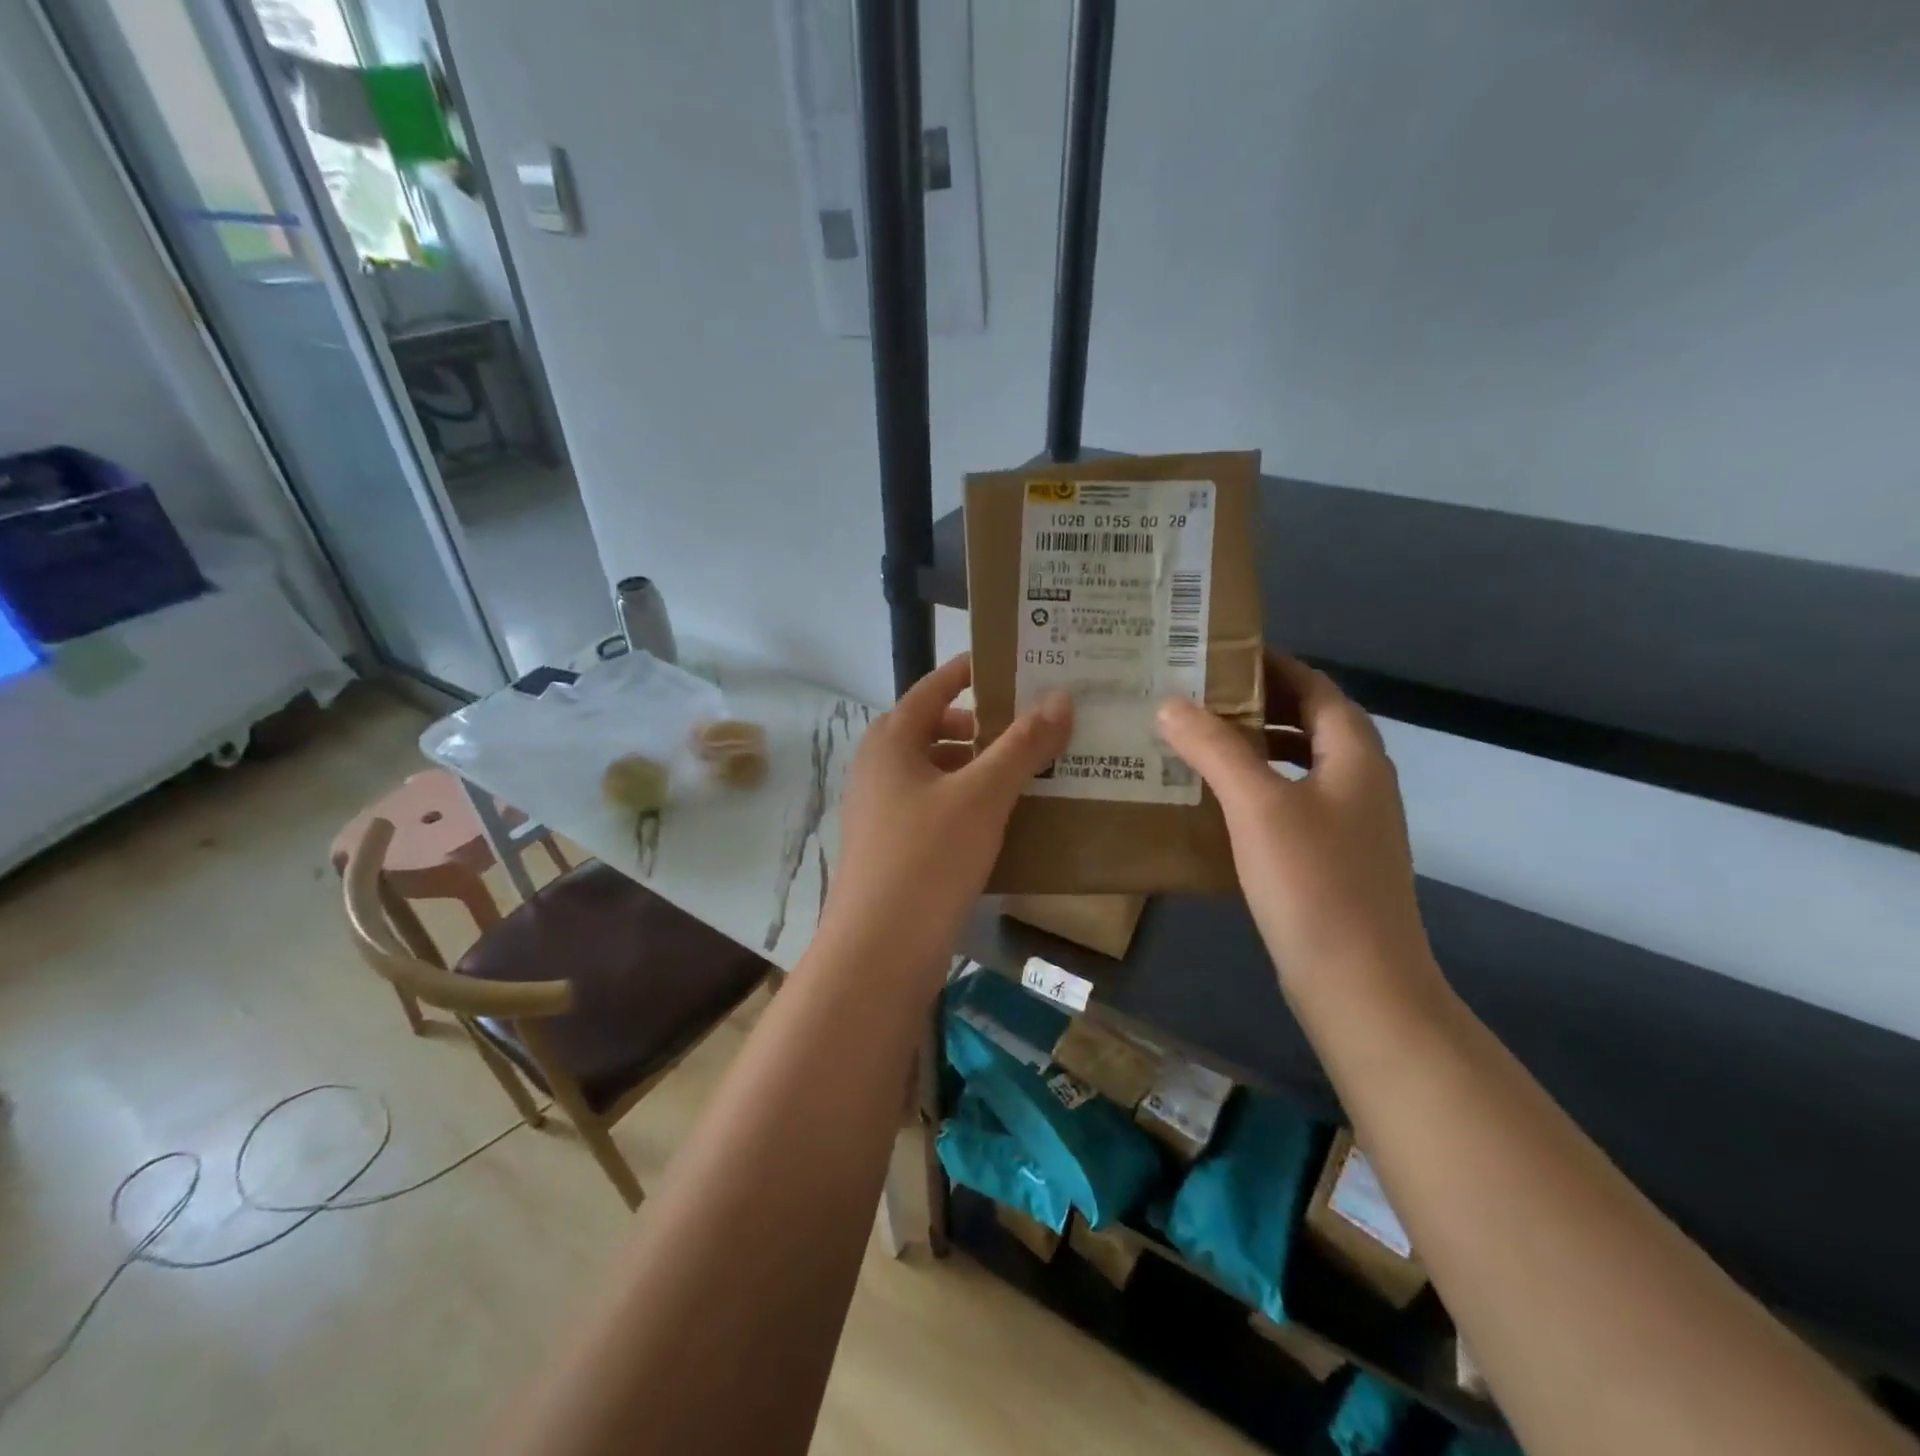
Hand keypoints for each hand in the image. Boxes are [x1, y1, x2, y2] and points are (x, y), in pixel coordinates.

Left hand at [823, 654, 1071, 977]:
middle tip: (1032, 725)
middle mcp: (880, 768)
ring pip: (937, 772)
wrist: (879, 950)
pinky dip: (967, 802)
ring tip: (1028, 771)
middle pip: (935, 729)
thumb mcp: (982, 795)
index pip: (933, 687)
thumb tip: (1061, 698)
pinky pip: (935, 808)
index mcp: (891, 741)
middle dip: (982, 725)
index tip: (1013, 664)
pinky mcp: (893, 848)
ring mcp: (882, 810)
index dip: (970, 671)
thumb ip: (1021, 746)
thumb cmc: (927, 857)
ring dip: (978, 767)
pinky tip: (1003, 818)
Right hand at [1156, 652, 1431, 985]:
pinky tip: (1216, 804)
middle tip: (1194, 696)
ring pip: (1298, 764)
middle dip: (1256, 704)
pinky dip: (1257, 788)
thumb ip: (1216, 747)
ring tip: (1196, 742)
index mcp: (1354, 755)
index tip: (1217, 656)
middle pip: (1309, 722)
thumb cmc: (1313, 883)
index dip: (1272, 666)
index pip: (1316, 686)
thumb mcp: (1258, 805)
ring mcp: (1349, 824)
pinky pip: (1291, 802)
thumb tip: (1170, 703)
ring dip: (1254, 747)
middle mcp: (1359, 781)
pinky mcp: (1332, 859)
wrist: (1359, 985)